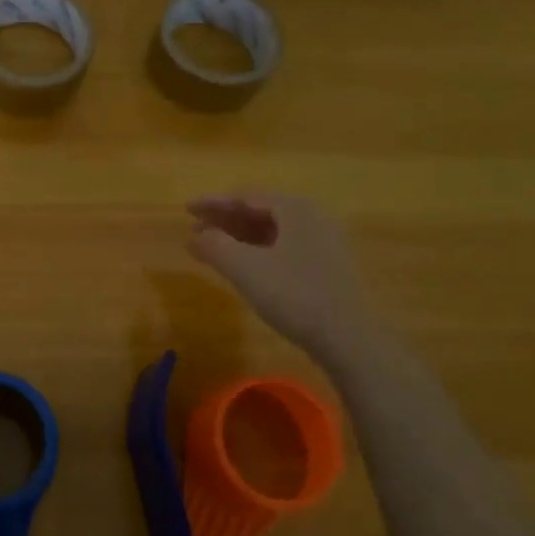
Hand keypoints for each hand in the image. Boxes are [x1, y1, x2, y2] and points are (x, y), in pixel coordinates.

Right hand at [186, 193, 380, 357]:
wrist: (348, 338)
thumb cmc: (294, 295)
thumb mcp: (244, 268)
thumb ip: (214, 245)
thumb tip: (196, 235)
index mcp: (295, 208)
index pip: (245, 197)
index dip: (212, 203)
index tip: (186, 209)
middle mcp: (312, 217)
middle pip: (259, 211)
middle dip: (224, 220)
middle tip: (194, 229)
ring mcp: (323, 241)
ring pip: (272, 230)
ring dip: (238, 236)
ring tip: (211, 248)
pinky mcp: (326, 266)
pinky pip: (283, 247)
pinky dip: (257, 250)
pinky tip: (242, 265)